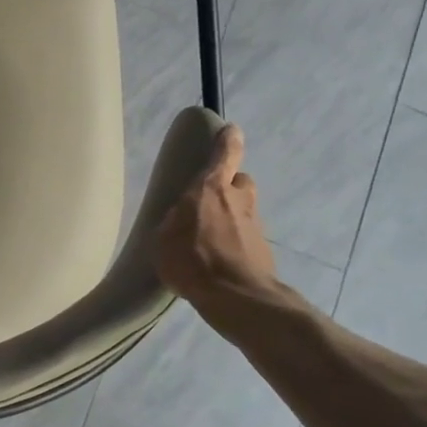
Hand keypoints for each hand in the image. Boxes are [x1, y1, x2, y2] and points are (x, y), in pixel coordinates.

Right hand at [153, 124, 282, 335]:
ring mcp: (254, 225)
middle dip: (228, 186)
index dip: (227, 140)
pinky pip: (245, 236)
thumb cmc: (191, 259)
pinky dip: (235, 242)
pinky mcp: (262, 250)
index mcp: (210, 189)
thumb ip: (174, 221)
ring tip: (210, 237)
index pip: (225, 154)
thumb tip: (182, 219)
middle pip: (239, 181)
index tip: (230, 130)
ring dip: (231, 216)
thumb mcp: (163, 238)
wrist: (236, 297)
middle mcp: (237, 200)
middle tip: (209, 201)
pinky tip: (218, 260)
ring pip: (243, 209)